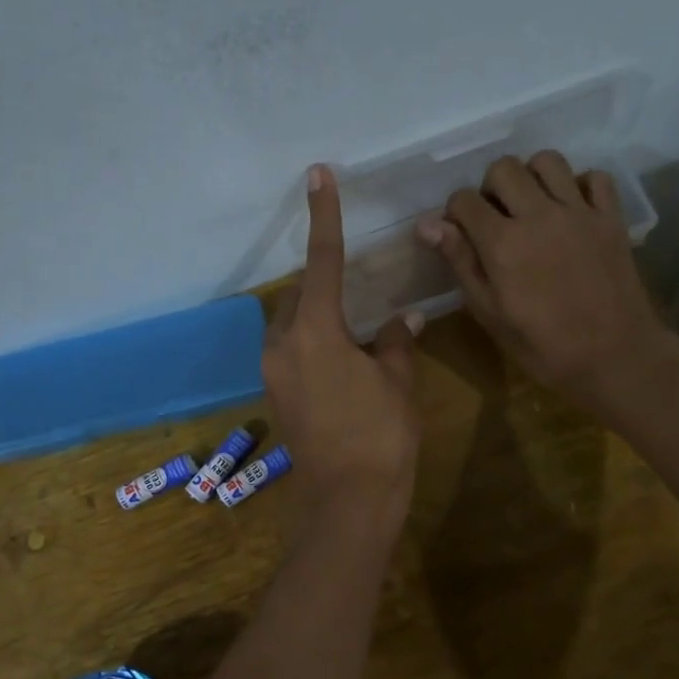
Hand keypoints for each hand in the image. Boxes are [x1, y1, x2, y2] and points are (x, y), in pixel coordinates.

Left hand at [263, 165, 422, 533]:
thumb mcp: (398, 382)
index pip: (323, 261)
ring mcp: (273, 373)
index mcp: (315, 331)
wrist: (347, 502)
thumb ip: (396, 342)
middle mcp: (283, 345)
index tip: (318, 176)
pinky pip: (290, 353)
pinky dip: (312, 343)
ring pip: (291, 325)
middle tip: (357, 289)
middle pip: (299, 295)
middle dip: (323, 283)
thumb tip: (406, 318)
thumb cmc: (380, 436)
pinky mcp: (275, 397)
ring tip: (352, 329)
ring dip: (316, 317)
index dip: (324, 216)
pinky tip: (341, 362)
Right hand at [417, 151, 678, 425]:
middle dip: (491, 188)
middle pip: (503, 168)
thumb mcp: (489, 313)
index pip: (464, 200)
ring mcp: (579, 213)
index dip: (455, 213)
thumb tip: (427, 224)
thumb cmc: (542, 346)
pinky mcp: (611, 218)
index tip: (461, 233)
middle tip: (497, 219)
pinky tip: (572, 210)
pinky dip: (580, 185)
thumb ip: (461, 262)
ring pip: (547, 161)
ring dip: (532, 177)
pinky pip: (594, 177)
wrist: (614, 357)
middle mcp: (539, 215)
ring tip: (533, 207)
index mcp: (502, 243)